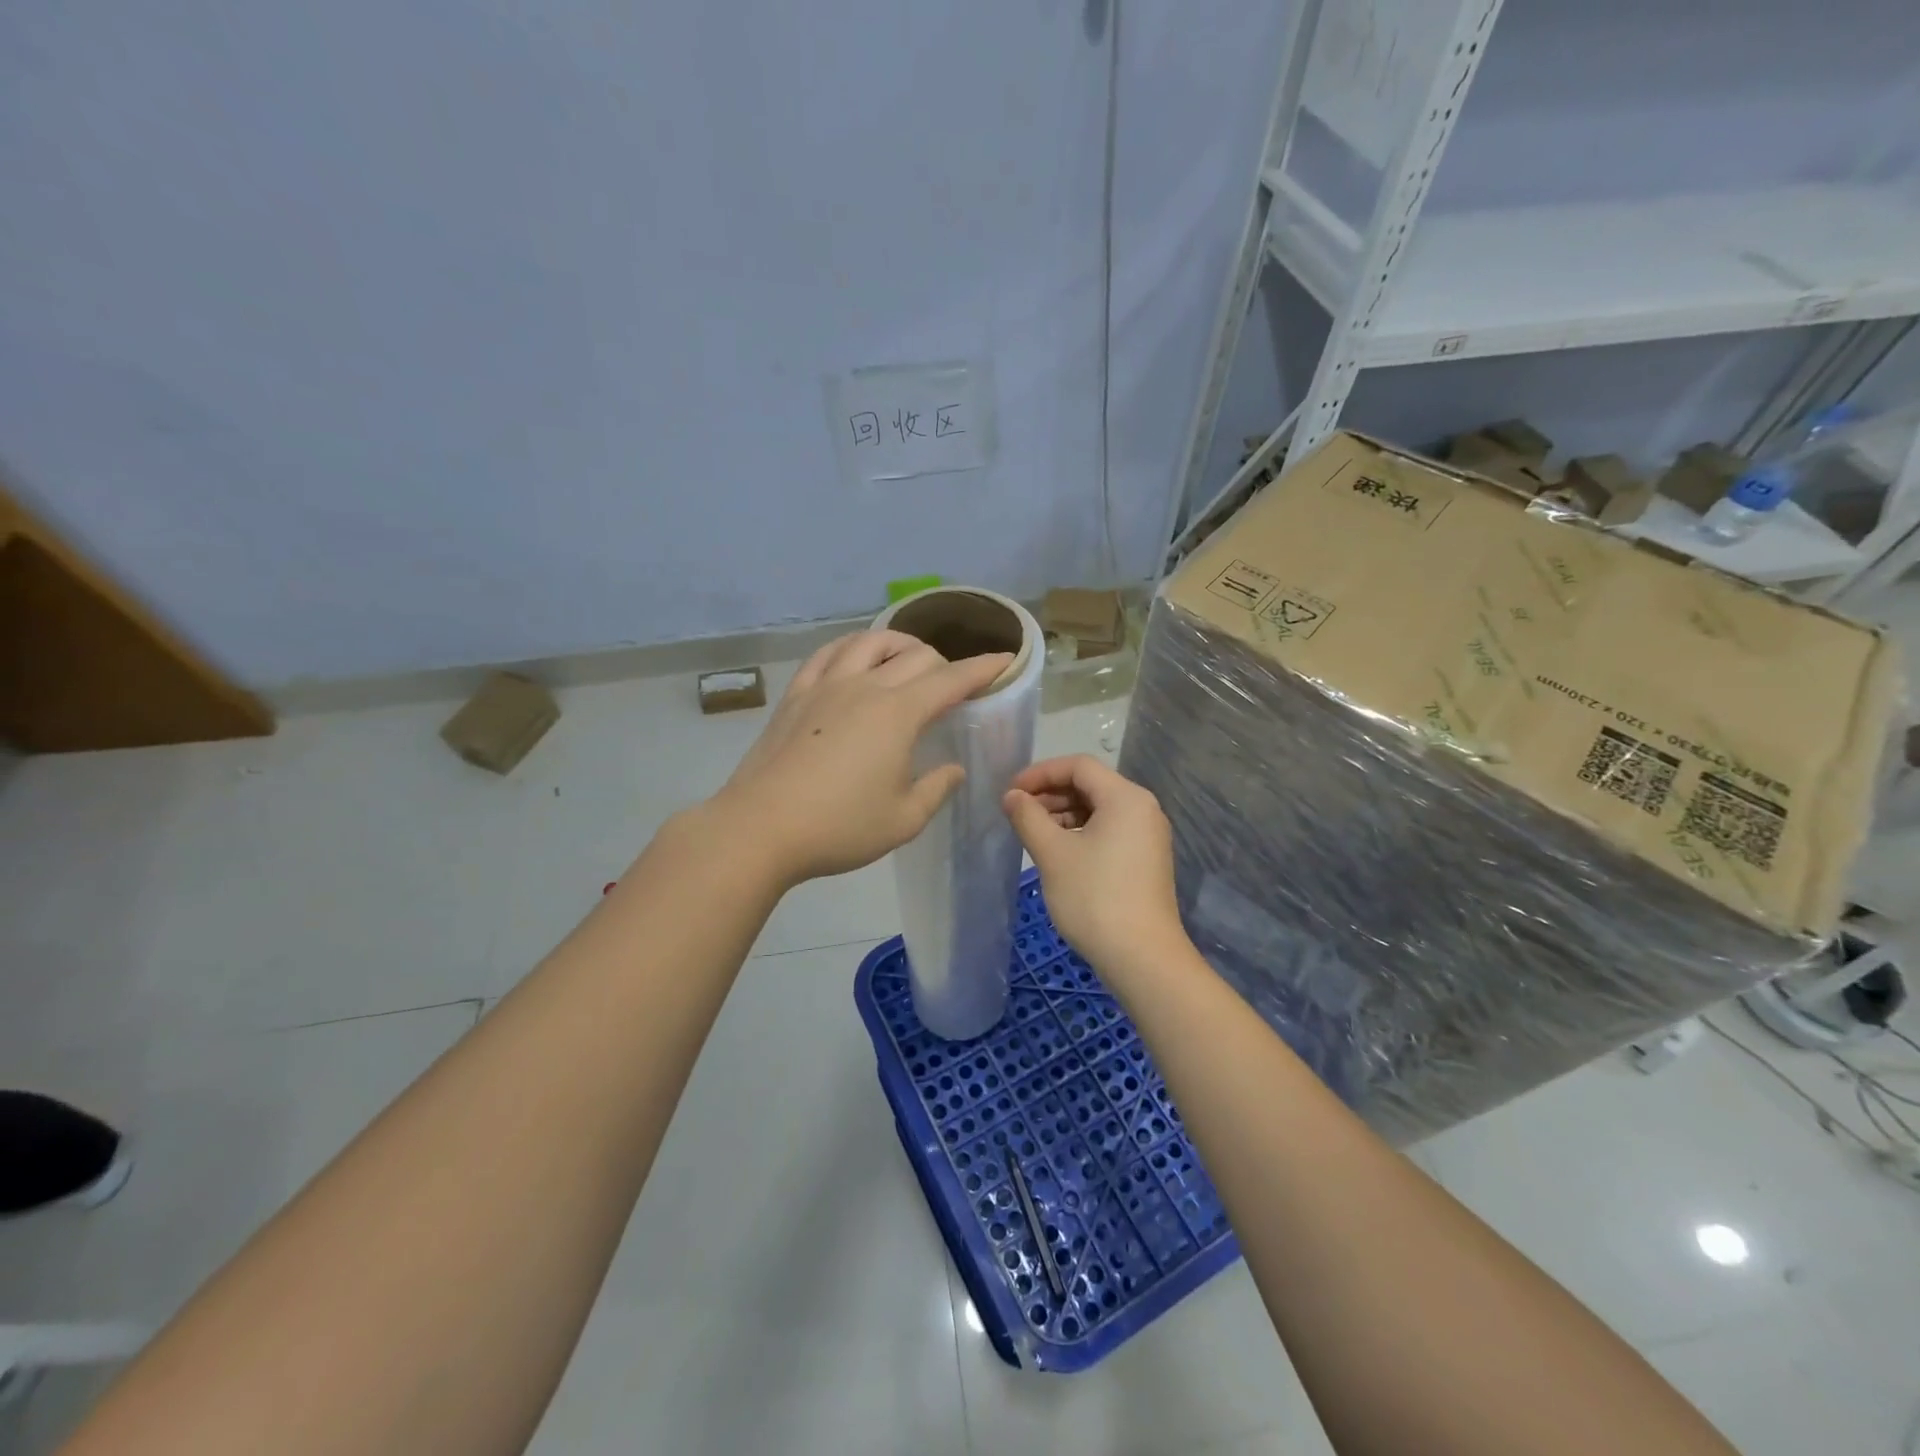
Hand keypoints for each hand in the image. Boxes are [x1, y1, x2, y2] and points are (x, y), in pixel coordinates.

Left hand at [710, 631, 1011, 886]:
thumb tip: (952, 768)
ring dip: (898, 644)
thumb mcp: (904, 820)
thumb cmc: (840, 828)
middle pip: (914, 655)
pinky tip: (853, 658)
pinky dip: (850, 648)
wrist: (761, 828)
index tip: (1005, 659)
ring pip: (869, 642)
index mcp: (899, 714)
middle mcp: (865, 687)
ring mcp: (826, 686)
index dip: (983, 668)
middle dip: (944, 662)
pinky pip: (827, 654)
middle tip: (952, 684)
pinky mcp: (796, 695)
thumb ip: (936, 789)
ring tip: (906, 659)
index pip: (951, 680)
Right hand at [1002, 755, 1186, 984]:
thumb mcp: (1052, 854)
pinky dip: (1080, 832)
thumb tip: (1012, 796)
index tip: (1011, 792)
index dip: (1040, 773)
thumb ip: (1028, 817)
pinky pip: (1109, 830)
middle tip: (1016, 812)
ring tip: (1032, 832)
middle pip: (1090, 785)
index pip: (1078, 766)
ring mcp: (1147, 836)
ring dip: (1063, 814)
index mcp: (1125, 797)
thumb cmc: (1094, 897)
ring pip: (1098, 809)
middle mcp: (1142, 809)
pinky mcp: (1145, 860)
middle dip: (1050, 793)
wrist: (1142, 957)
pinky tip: (1057, 851)